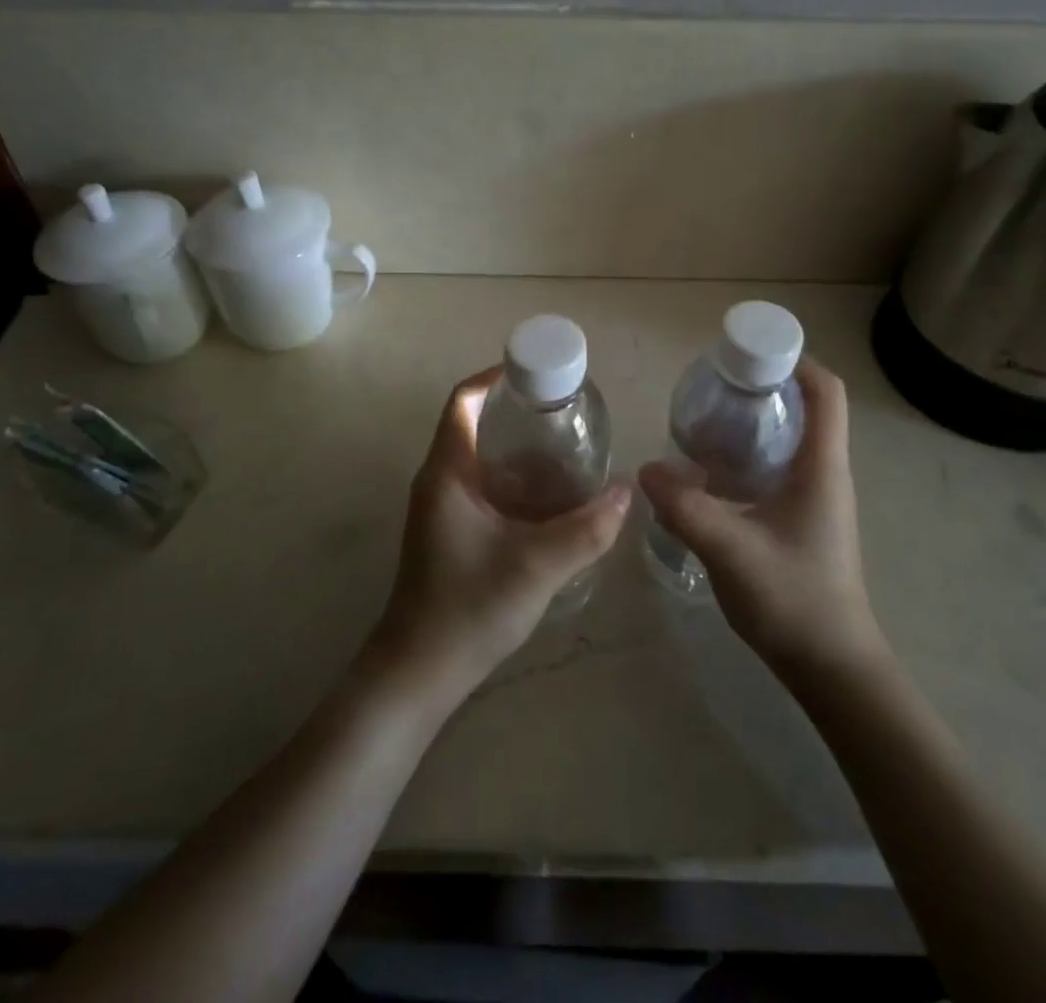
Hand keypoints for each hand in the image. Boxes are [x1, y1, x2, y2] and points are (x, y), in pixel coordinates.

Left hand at [369, 368, 629, 701]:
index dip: (495, 377)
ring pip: (481, 458)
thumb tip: (626, 491)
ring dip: (518, 449)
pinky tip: (550, 499)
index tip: (538, 373)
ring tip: (567, 450)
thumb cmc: (469, 608)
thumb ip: (587, 530)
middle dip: (518, 413)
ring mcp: (441, 507)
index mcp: (447, 472)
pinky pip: (482, 486)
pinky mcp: (449, 530)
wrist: (420, 671)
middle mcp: (438, 480)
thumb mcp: (537, 567)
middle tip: (566, 414)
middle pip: (474, 424)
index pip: (463, 401)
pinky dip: (513, 480)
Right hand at [639, 359, 885, 680]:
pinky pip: (777, 468)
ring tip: (705, 418)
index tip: (747, 352)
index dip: (795, 360)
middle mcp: (825, 474)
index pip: (825, 393)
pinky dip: (748, 454)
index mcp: (822, 468)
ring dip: (754, 421)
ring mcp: (816, 499)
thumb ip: (685, 507)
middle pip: (806, 408)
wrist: (831, 666)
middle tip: (713, 383)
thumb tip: (646, 469)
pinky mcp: (802, 520)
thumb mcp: (731, 550)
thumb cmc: (794, 601)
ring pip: (789, 439)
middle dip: (763, 385)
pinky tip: (710, 470)